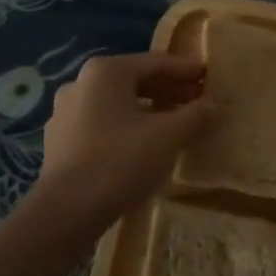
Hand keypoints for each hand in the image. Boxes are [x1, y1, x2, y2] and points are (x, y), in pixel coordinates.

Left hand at [32, 52, 213, 225]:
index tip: (209, 77)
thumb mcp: (169, 135)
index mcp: (106, 72)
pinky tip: (145, 144)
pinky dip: (128, 126)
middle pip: (135, 80)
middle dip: (169, 90)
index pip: (156, 62)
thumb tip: (215, 103)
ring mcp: (65, 113)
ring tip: (175, 123)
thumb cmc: (121, 161)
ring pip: (118, 103)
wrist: (66, 213)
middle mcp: (81, 83)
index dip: (187, 70)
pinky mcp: (60, 141)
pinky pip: (103, 123)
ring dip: (149, 109)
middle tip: (198, 101)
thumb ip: (196, 114)